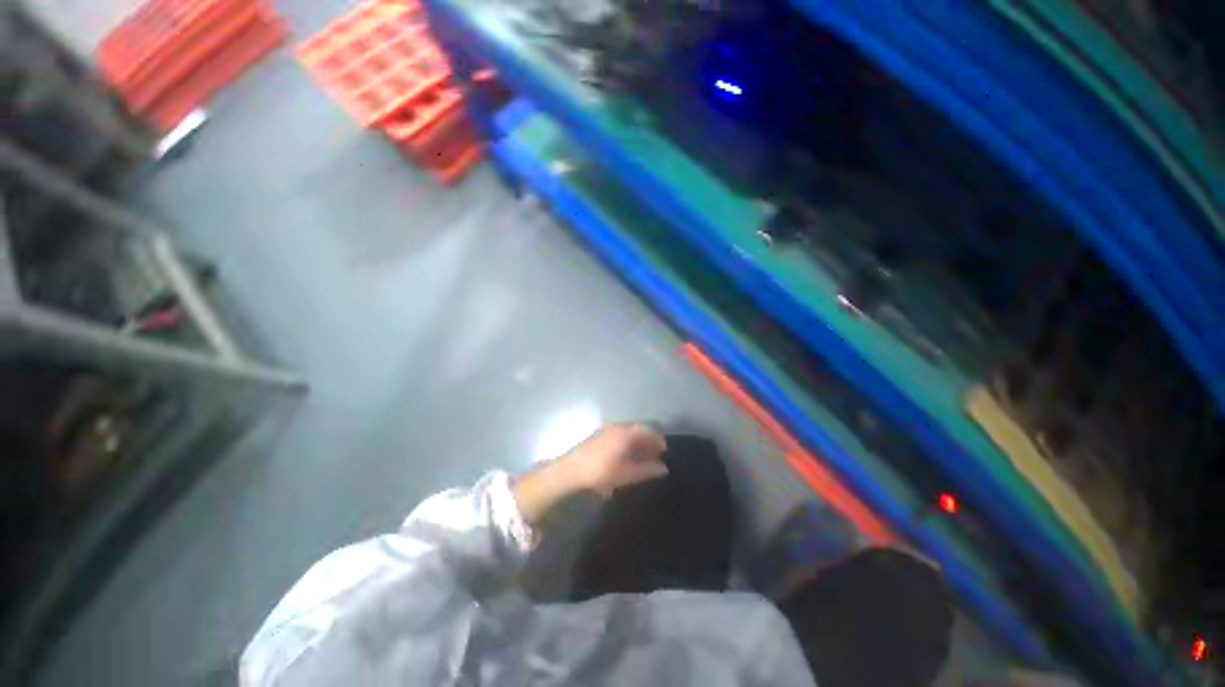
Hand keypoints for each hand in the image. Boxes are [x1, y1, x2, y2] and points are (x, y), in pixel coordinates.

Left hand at [514, 424, 667, 523]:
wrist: (570, 471)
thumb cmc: (600, 472)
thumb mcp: (625, 474)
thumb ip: (646, 470)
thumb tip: (663, 468)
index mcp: (625, 433)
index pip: (647, 431)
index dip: (658, 440)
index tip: (665, 450)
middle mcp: (617, 427)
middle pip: (637, 430)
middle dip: (648, 441)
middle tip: (656, 454)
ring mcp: (606, 430)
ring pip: (628, 433)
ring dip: (637, 443)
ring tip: (643, 457)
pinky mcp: (598, 436)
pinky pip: (619, 436)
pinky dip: (627, 443)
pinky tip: (626, 456)